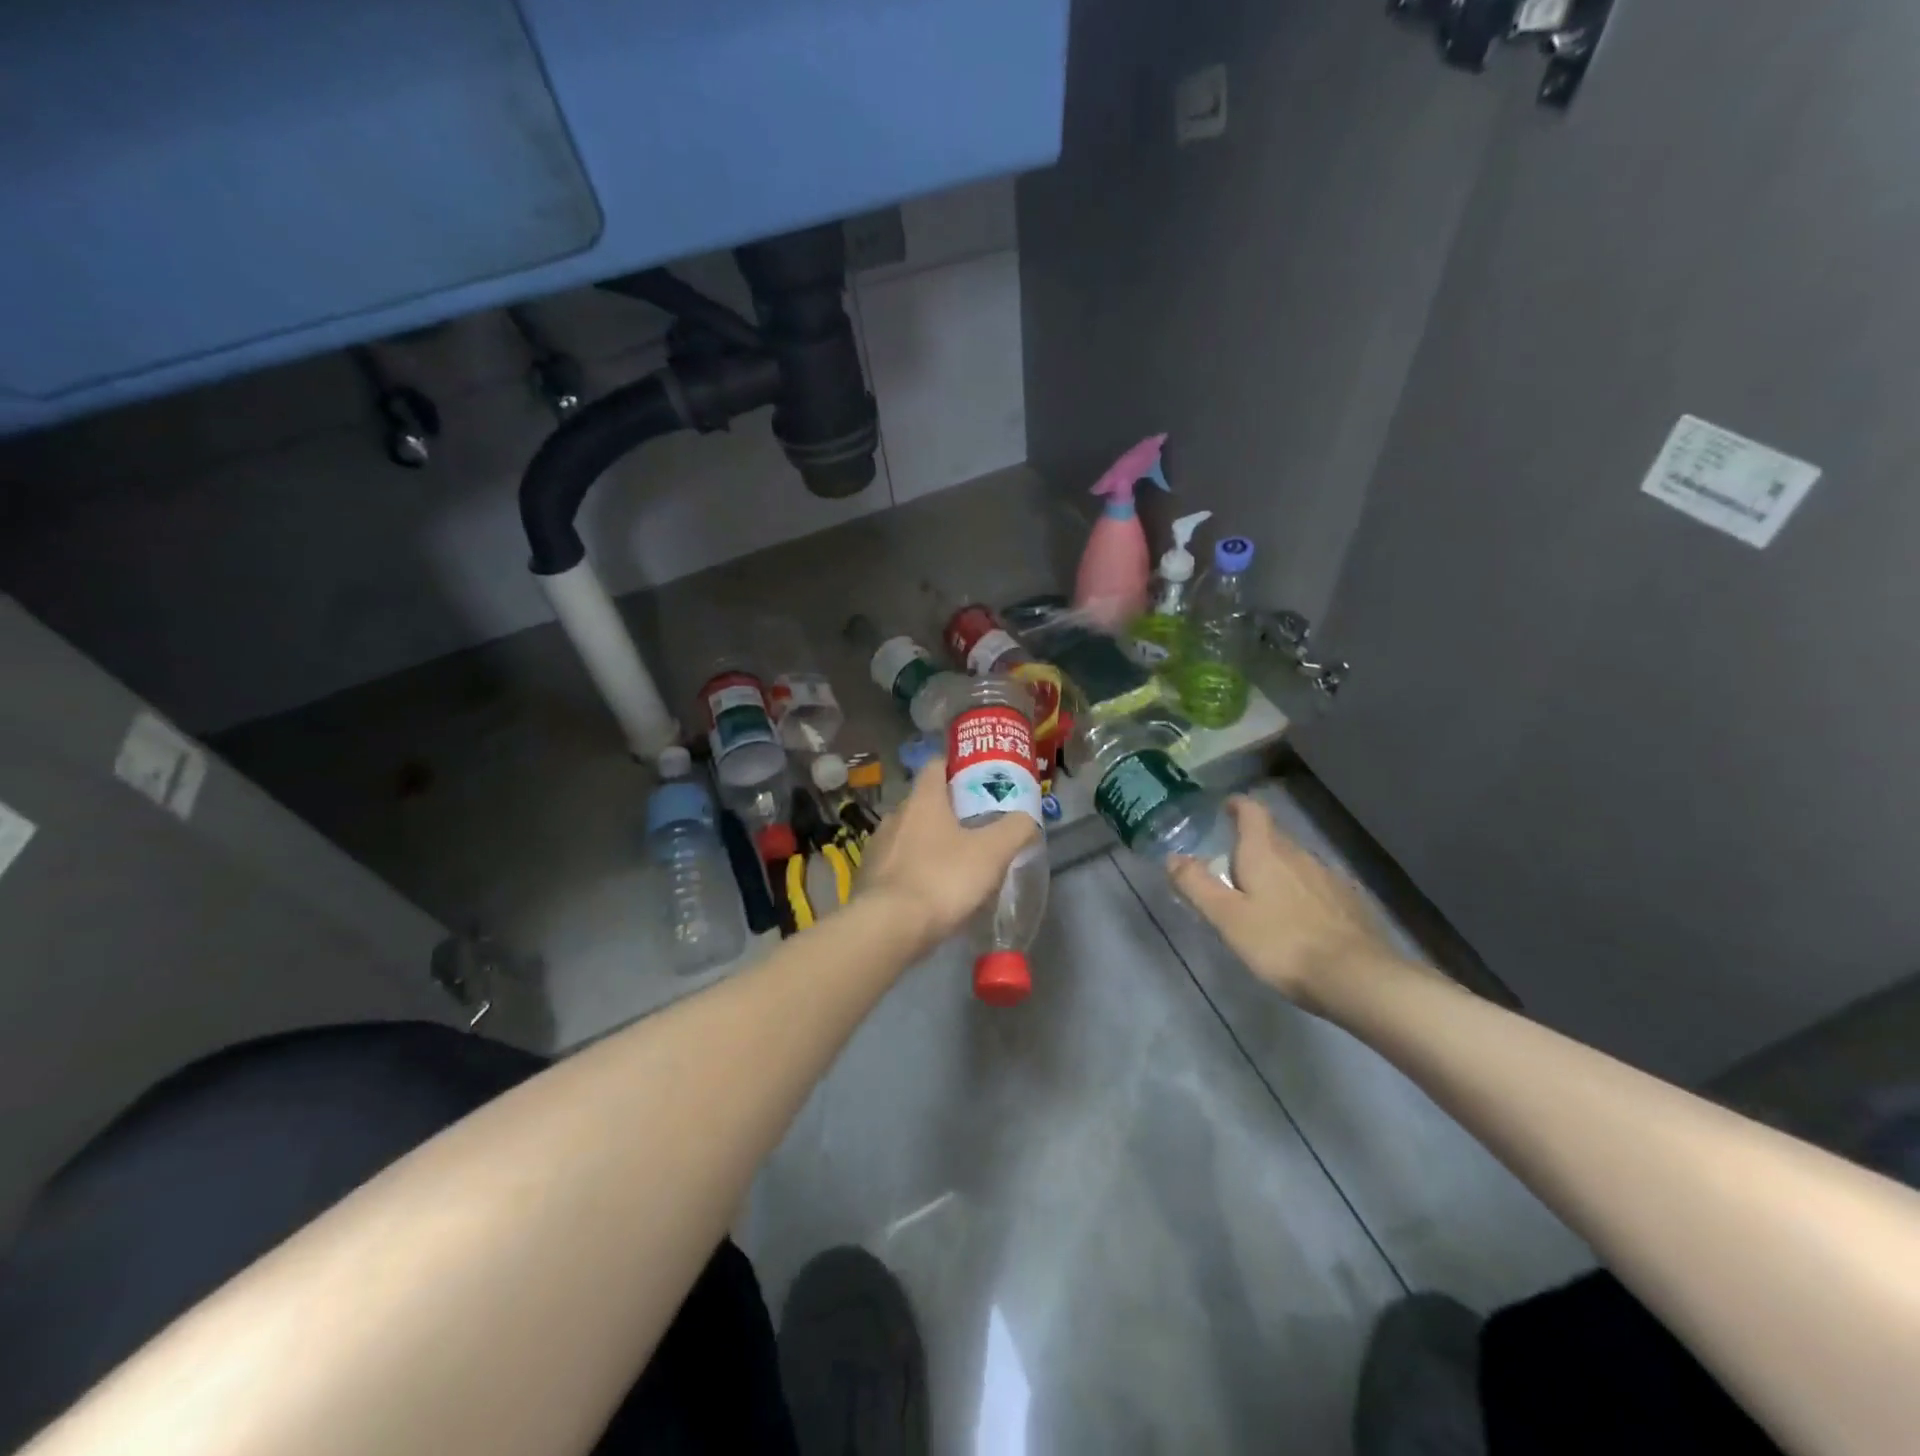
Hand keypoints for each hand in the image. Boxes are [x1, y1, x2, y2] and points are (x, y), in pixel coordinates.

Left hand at [856, 757, 1039, 957]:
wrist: (887, 928)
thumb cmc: (942, 879)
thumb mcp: (992, 852)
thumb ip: (1014, 829)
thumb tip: (1026, 818)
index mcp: (922, 800)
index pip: (936, 765)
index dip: (957, 767)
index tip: (978, 779)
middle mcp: (895, 816)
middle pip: (925, 802)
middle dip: (949, 810)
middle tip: (977, 825)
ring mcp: (877, 848)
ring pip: (909, 835)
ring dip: (930, 843)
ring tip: (957, 862)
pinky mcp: (868, 878)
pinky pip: (898, 865)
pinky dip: (915, 870)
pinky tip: (932, 890)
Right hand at [1169, 795, 1400, 1010]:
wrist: (1357, 977)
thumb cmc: (1281, 943)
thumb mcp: (1227, 917)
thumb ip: (1197, 885)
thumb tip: (1172, 857)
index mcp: (1265, 852)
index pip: (1252, 812)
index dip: (1238, 805)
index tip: (1226, 808)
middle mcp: (1299, 855)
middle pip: (1273, 837)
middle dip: (1252, 844)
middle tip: (1232, 866)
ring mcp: (1329, 878)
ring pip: (1296, 862)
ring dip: (1278, 869)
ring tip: (1264, 895)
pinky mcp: (1350, 902)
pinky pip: (1317, 886)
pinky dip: (1302, 892)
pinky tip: (1300, 918)